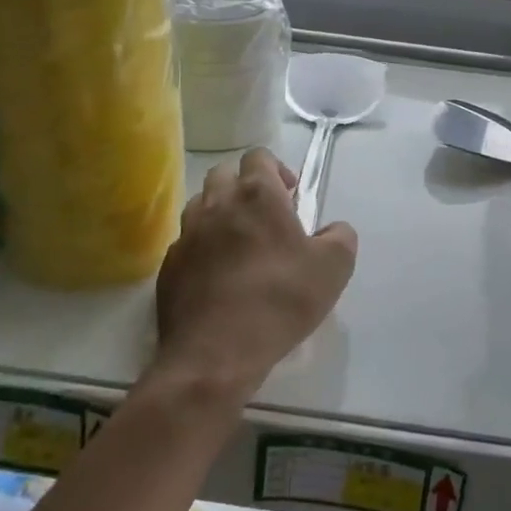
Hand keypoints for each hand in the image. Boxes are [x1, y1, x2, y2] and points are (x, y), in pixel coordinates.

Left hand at [151, 148, 357, 400]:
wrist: (215, 354)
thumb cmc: (280, 300)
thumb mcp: (334, 268)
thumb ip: (341, 236)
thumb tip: (332, 229)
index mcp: (257, 194)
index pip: (259, 156)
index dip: (276, 169)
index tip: (290, 197)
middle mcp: (217, 203)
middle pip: (225, 173)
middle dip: (244, 186)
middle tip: (266, 217)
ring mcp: (187, 234)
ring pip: (201, 205)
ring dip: (221, 213)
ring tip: (239, 244)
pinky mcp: (169, 266)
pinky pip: (187, 242)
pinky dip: (203, 248)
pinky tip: (217, 276)